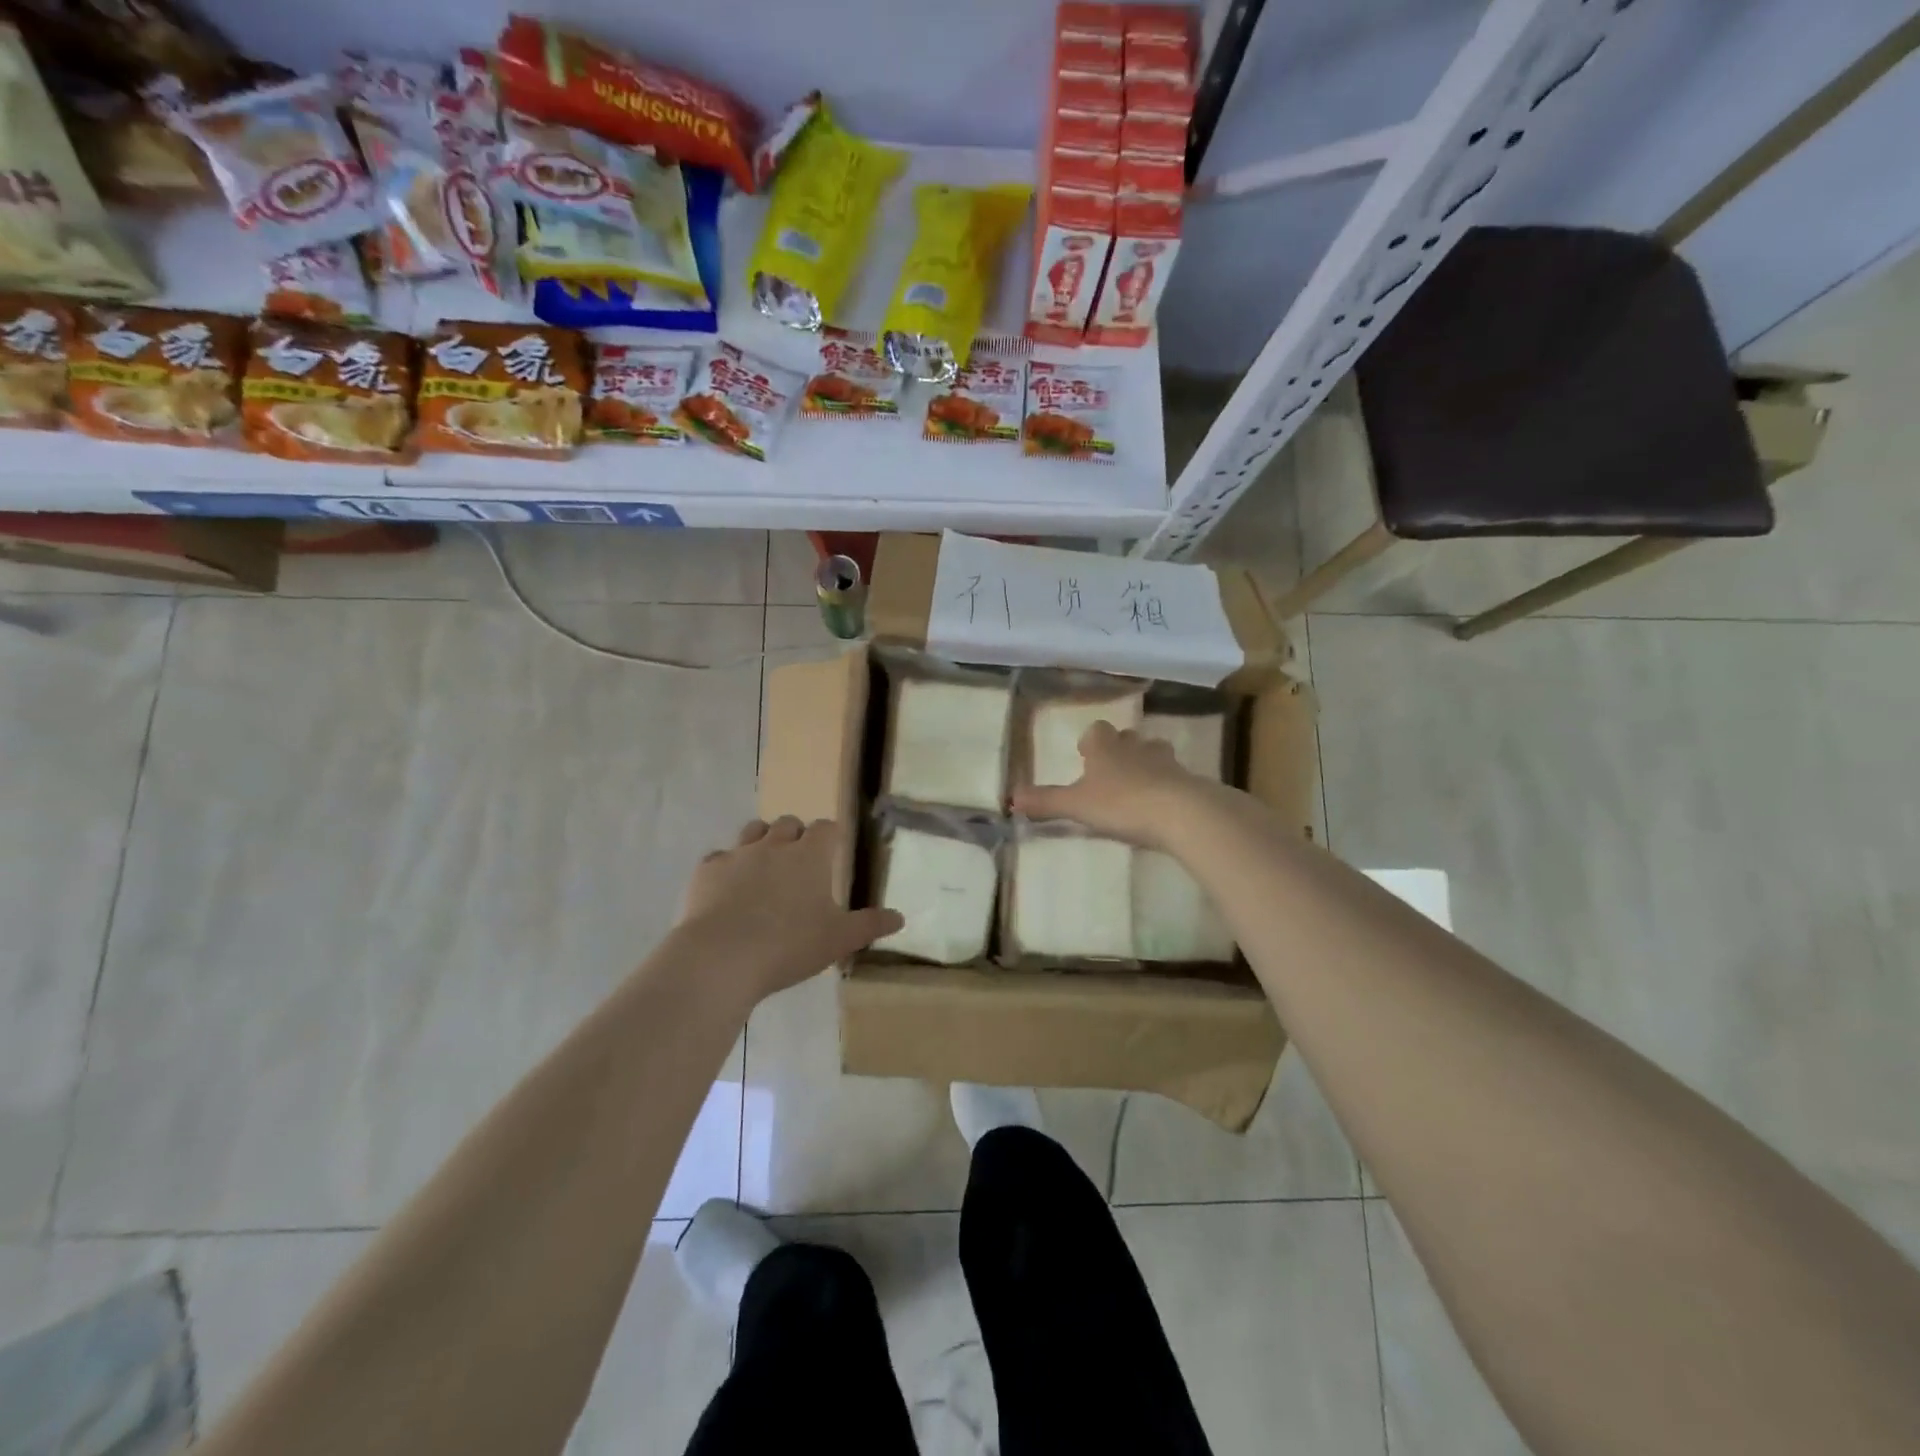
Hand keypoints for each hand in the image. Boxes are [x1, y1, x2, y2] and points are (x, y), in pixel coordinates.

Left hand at [678, 817, 903, 1001]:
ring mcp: (738, 854)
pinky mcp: (707, 870)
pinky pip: (719, 857)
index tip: (833, 849)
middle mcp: (775, 845)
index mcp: (811, 856)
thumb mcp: (839, 939)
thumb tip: (900, 918)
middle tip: (799, 862)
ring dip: (762, 841)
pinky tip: (727, 889)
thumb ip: (870, 925)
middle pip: (788, 823)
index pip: (826, 829)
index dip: (831, 836)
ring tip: (765, 866)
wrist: (722, 957)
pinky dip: (727, 867)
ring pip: (753, 830)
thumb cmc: (790, 945)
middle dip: (796, 835)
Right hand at [1011, 720, 1228, 850]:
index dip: (1090, 741)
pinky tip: (1162, 806)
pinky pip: (1175, 778)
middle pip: (1128, 738)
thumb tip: (1010, 797)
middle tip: (1111, 771)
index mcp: (1106, 747)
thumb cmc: (1121, 803)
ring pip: (1154, 753)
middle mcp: (1136, 748)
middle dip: (1120, 750)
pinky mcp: (1189, 782)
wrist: (1181, 813)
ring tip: (1138, 786)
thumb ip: (1045, 801)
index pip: (1097, 731)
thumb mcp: (1076, 805)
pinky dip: (1168, 786)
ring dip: (1146, 764)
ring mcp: (1166, 763)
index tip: (1085, 755)